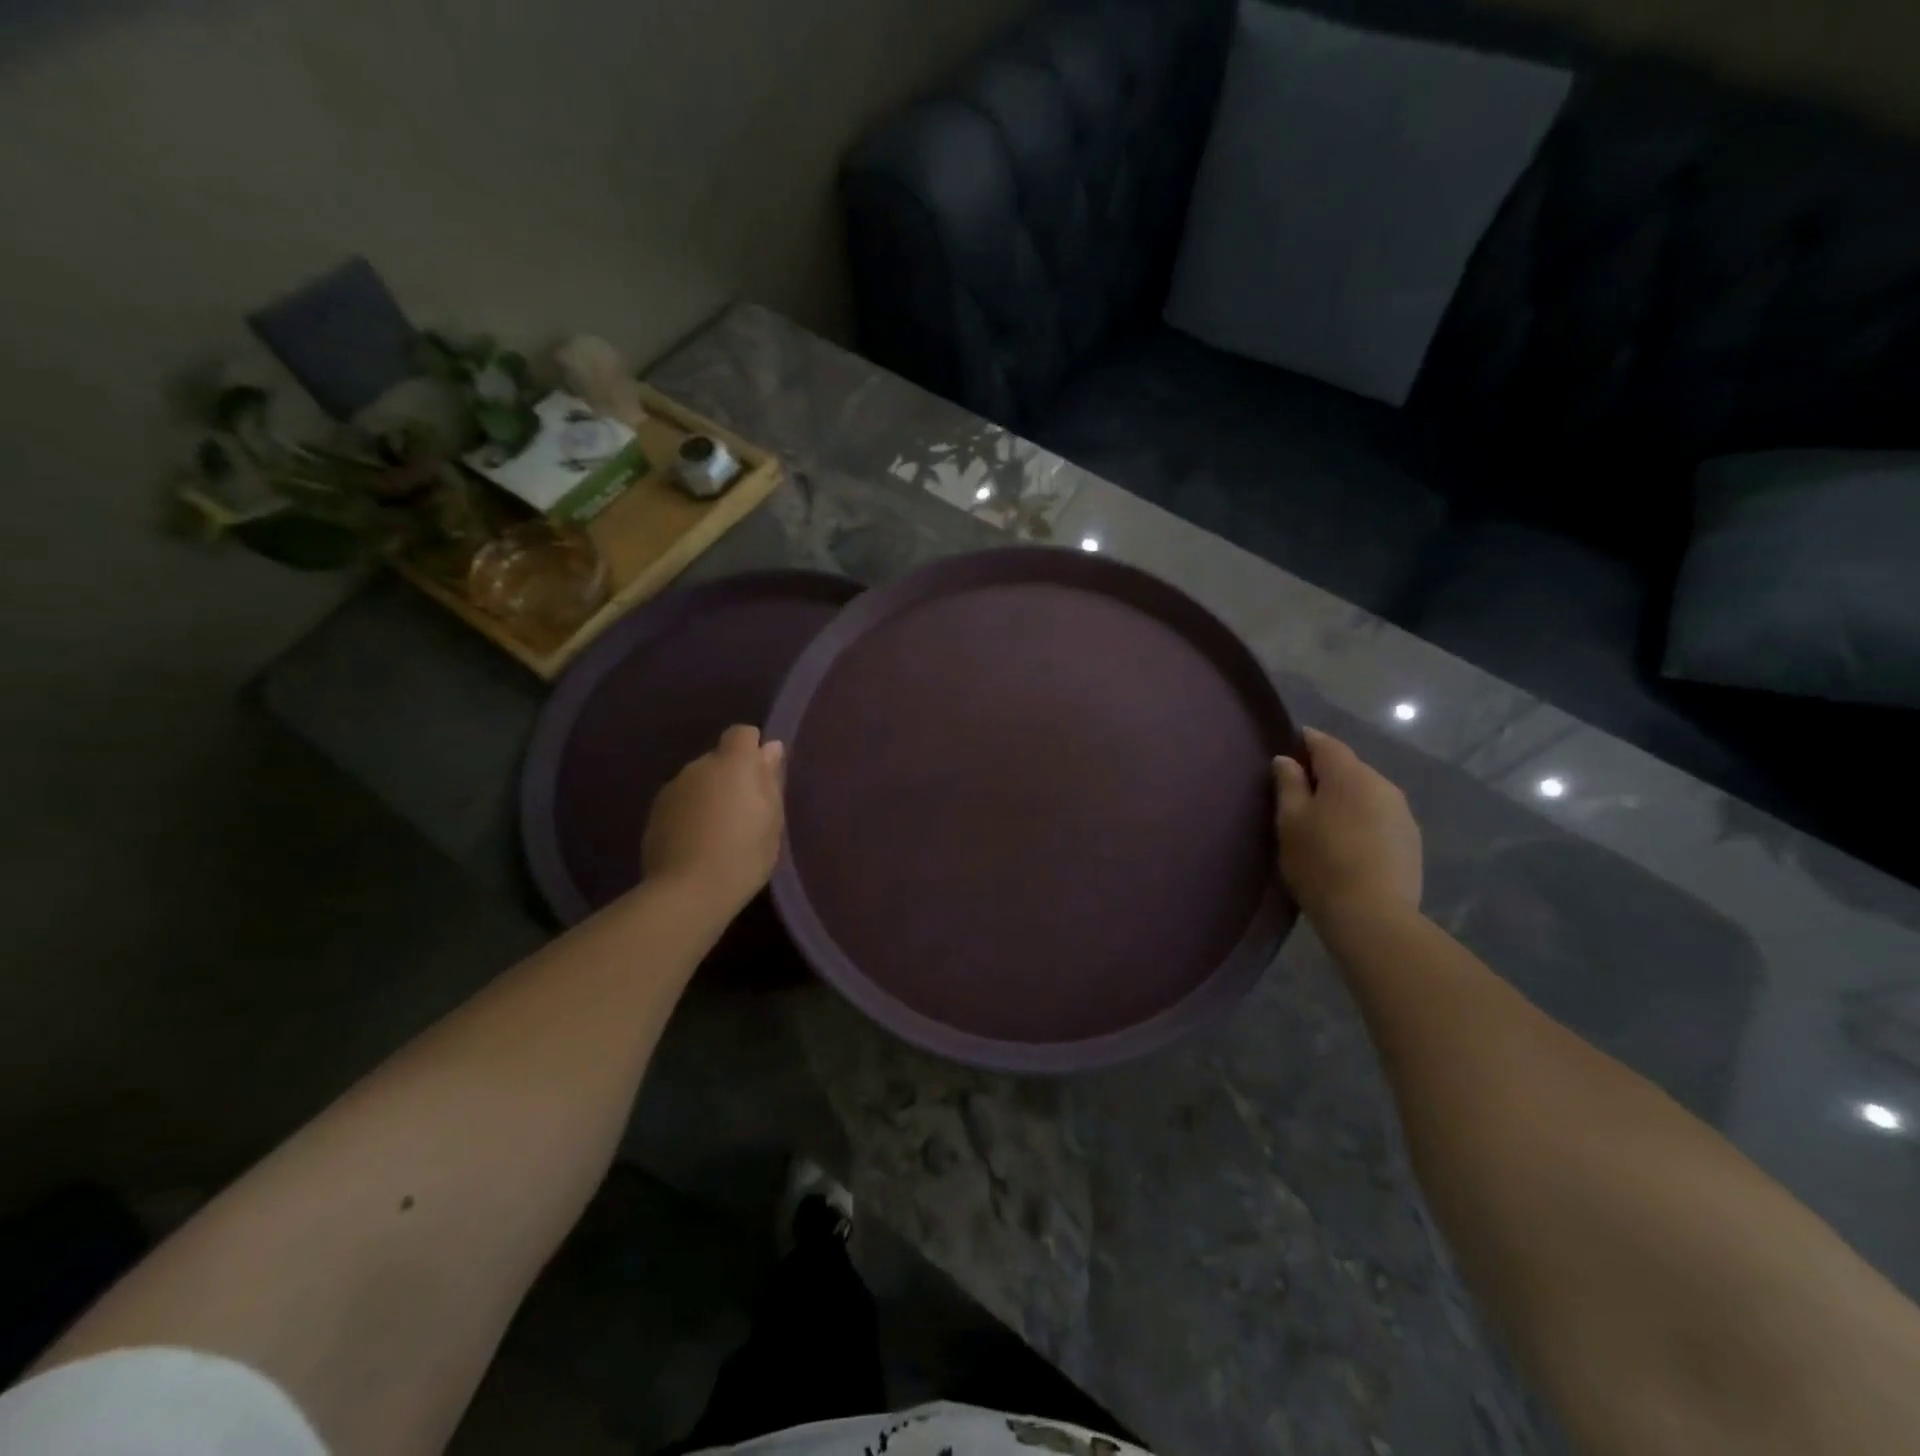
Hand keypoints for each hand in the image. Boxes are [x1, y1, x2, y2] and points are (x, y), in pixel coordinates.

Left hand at [642, 725, 785, 913]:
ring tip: (719, 831)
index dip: (753, 749)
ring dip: (709, 795)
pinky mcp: (654, 814)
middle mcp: (698, 767)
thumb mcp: (772, 819)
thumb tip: (770, 748)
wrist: (688, 892)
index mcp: (732, 763)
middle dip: (731, 776)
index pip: (742, 733)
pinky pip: (680, 802)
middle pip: (719, 759)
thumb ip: (770, 779)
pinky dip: (690, 814)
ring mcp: (672, 789)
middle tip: (746, 812)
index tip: (762, 777)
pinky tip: (697, 843)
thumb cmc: (744, 854)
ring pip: (698, 781)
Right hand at [1273, 728, 1422, 922]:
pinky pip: (1380, 817)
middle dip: (1325, 775)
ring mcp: (1402, 814)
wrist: (1371, 915)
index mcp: (1350, 775)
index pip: (1326, 744)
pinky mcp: (1411, 841)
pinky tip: (1348, 844)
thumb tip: (1286, 760)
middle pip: (1349, 768)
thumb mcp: (1290, 821)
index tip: (1288, 750)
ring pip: (1367, 794)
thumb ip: (1288, 784)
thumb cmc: (1320, 862)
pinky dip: (1362, 821)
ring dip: (1346, 800)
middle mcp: (1383, 785)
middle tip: (1299, 795)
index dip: (1305, 742)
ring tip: (1324, 822)